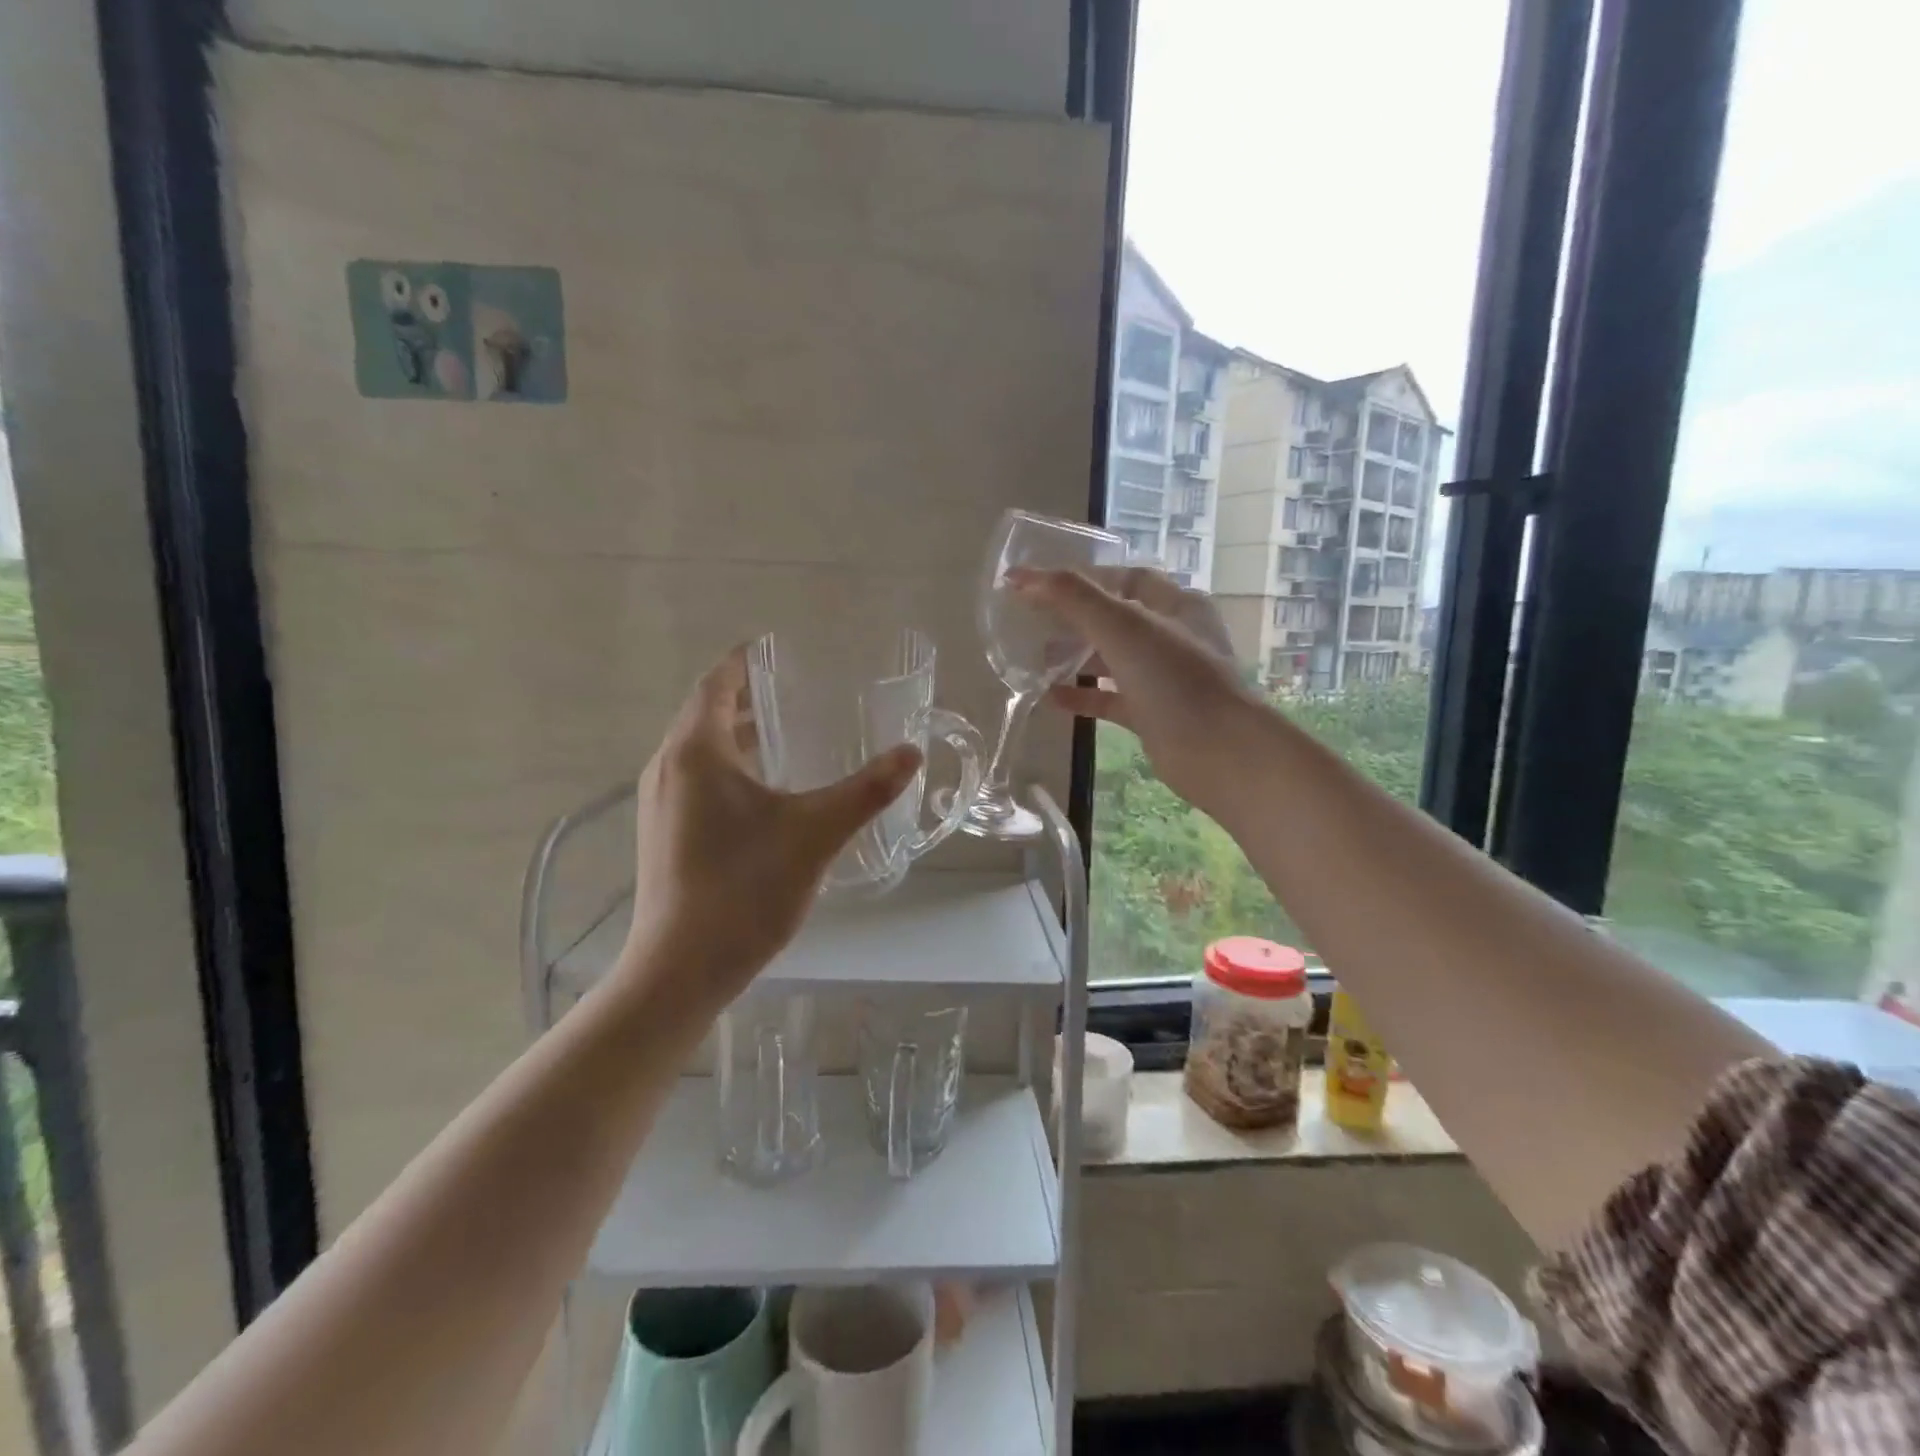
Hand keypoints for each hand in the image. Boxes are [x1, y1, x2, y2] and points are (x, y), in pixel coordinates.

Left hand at [619, 647, 921, 1012]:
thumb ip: (866, 790)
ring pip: (700, 750)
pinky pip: (697, 780)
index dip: (745, 661)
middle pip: (705, 713)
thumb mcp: (816, 834)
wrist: (681, 969)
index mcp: (696, 752)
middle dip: (746, 696)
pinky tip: (766, 792)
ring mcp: (660, 804)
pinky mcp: (664, 834)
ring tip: (787, 732)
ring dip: (738, 734)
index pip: (716, 684)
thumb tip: (911, 753)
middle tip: (797, 689)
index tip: (777, 648)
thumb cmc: (744, 889)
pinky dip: (729, 767)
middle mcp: (668, 768)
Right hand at [1008, 565, 1253, 812]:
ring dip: (1076, 657)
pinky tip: (1051, 698)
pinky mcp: (1153, 715)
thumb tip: (1020, 576)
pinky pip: (1111, 699)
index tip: (1043, 585)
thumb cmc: (1174, 679)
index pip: (1126, 578)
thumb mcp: (1122, 627)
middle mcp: (1173, 637)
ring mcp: (1164, 679)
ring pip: (1113, 660)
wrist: (1218, 753)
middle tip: (1033, 622)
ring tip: (1035, 658)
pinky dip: (1083, 695)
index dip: (1085, 578)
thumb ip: (1072, 598)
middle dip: (1075, 618)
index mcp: (1176, 605)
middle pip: (1117, 618)